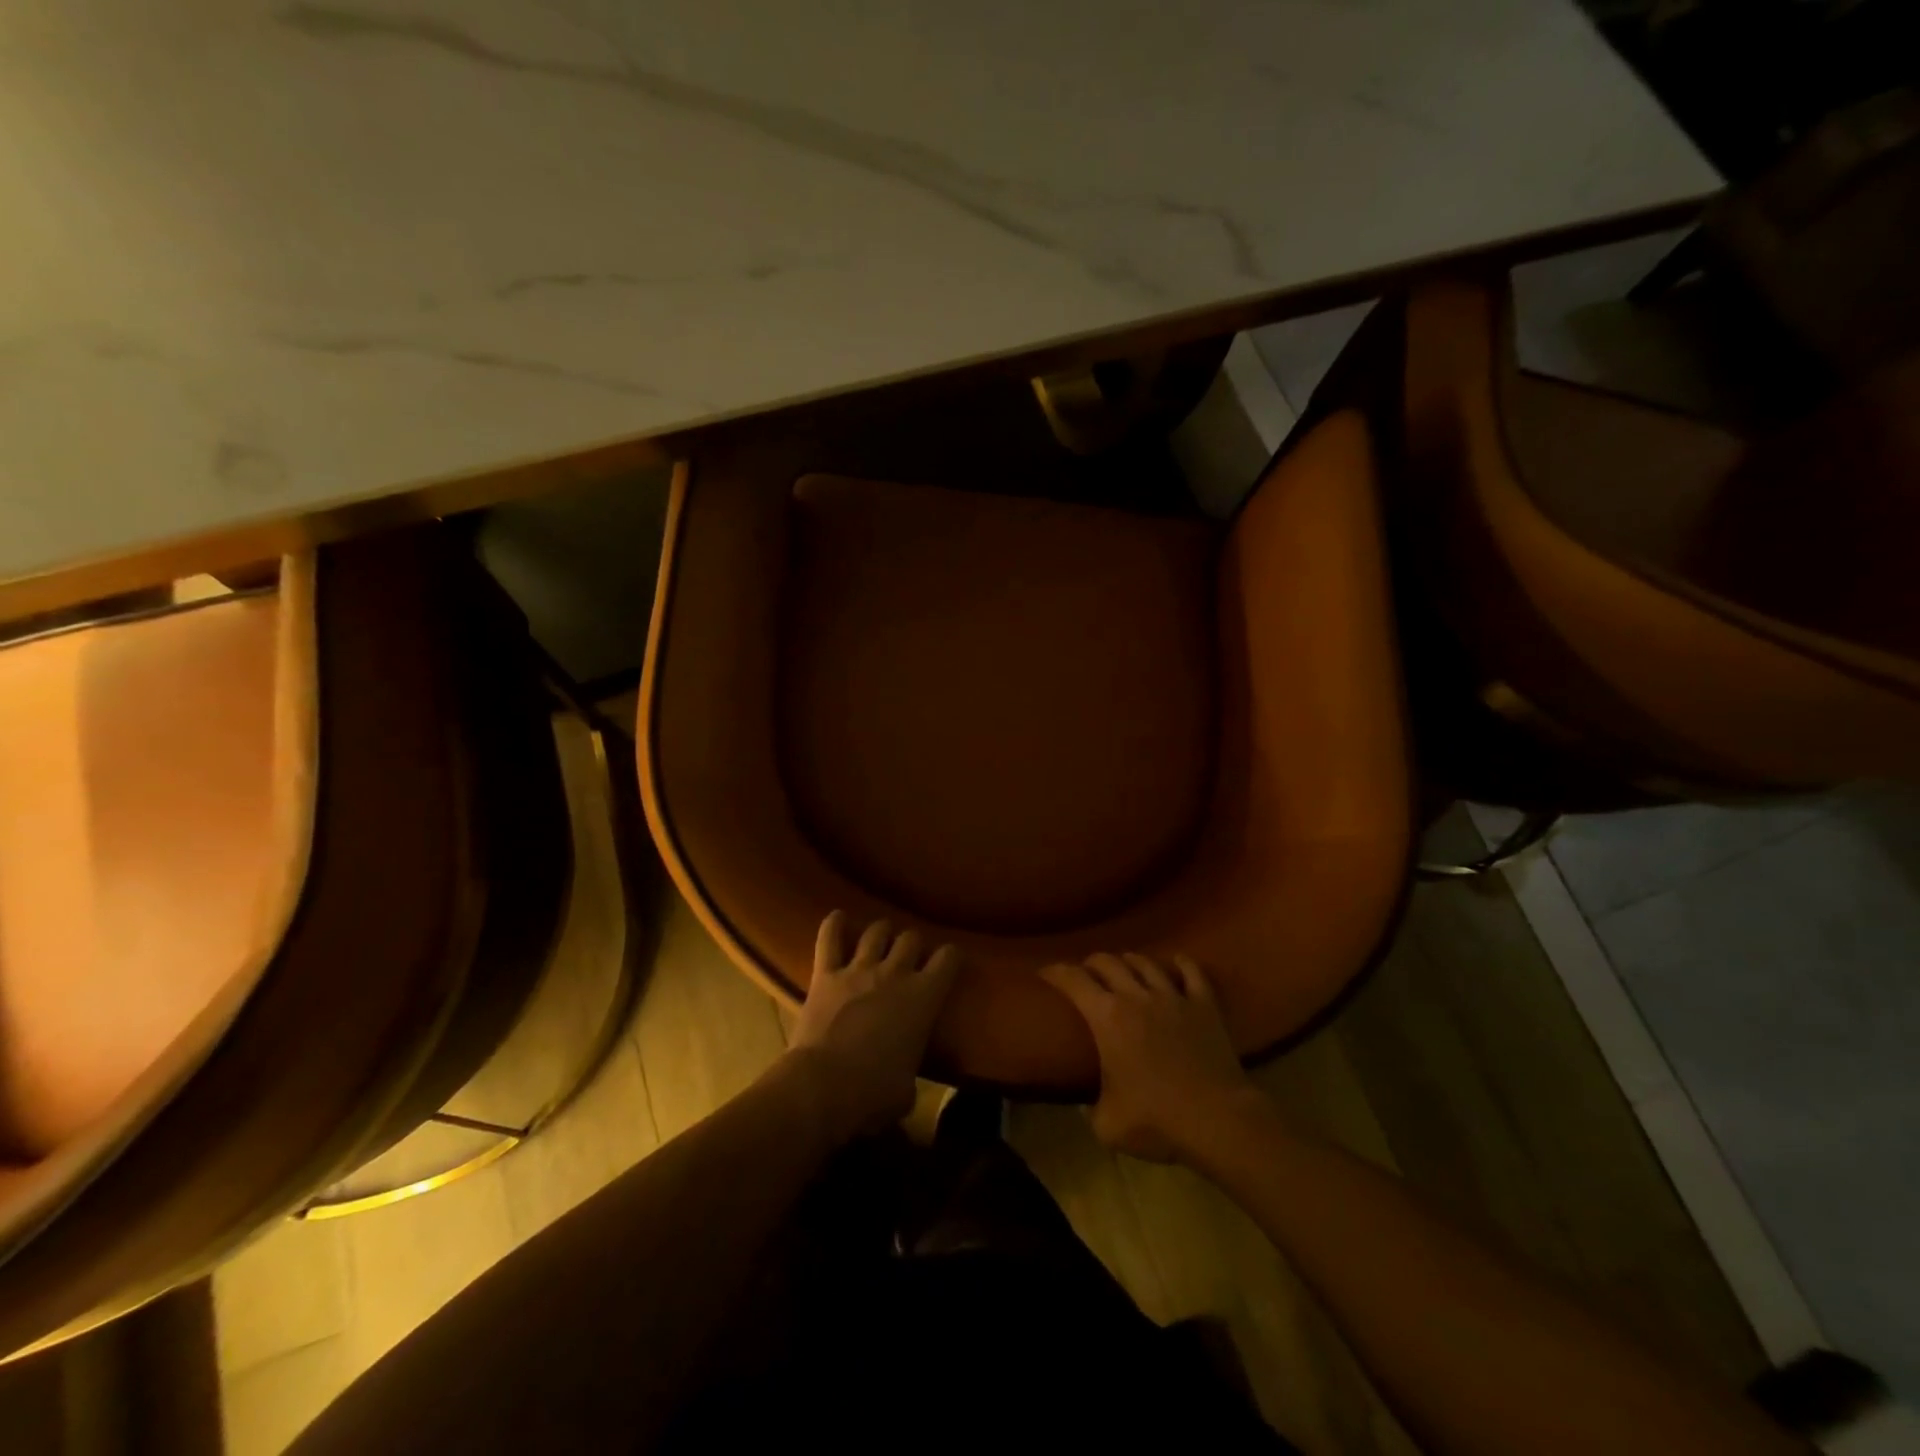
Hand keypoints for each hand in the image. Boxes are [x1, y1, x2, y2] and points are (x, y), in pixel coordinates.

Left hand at [786, 912, 960, 1141]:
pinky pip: (829, 938)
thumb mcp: (907, 1090)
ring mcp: (858, 969)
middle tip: (910, 957)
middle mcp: (895, 973)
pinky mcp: (826, 974)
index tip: (949, 961)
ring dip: (881, 933)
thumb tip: (903, 1079)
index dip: (951, 957)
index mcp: (924, 997)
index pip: (949, 959)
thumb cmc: (874, 1093)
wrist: (824, 1087)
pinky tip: (837, 917)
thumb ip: (910, 1070)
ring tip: (880, 939)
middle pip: (910, 939)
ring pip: (876, 932)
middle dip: (913, 945)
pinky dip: (833, 924)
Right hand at [1041, 953, 1259, 1163]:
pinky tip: (1177, 961)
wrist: (1217, 1120)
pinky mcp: (1204, 1005)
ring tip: (1124, 967)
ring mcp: (1173, 996)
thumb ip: (1090, 1108)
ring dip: (1129, 961)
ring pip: (1145, 962)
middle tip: (1085, 973)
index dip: (1055, 972)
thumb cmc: (1156, 1120)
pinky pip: (1192, 972)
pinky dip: (1182, 964)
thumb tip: (1087, 1104)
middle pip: (1107, 962)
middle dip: (1091, 963)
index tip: (1044, 972)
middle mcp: (1136, 996)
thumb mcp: (1107, 1124)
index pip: (1072, 980)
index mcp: (1107, 1018)